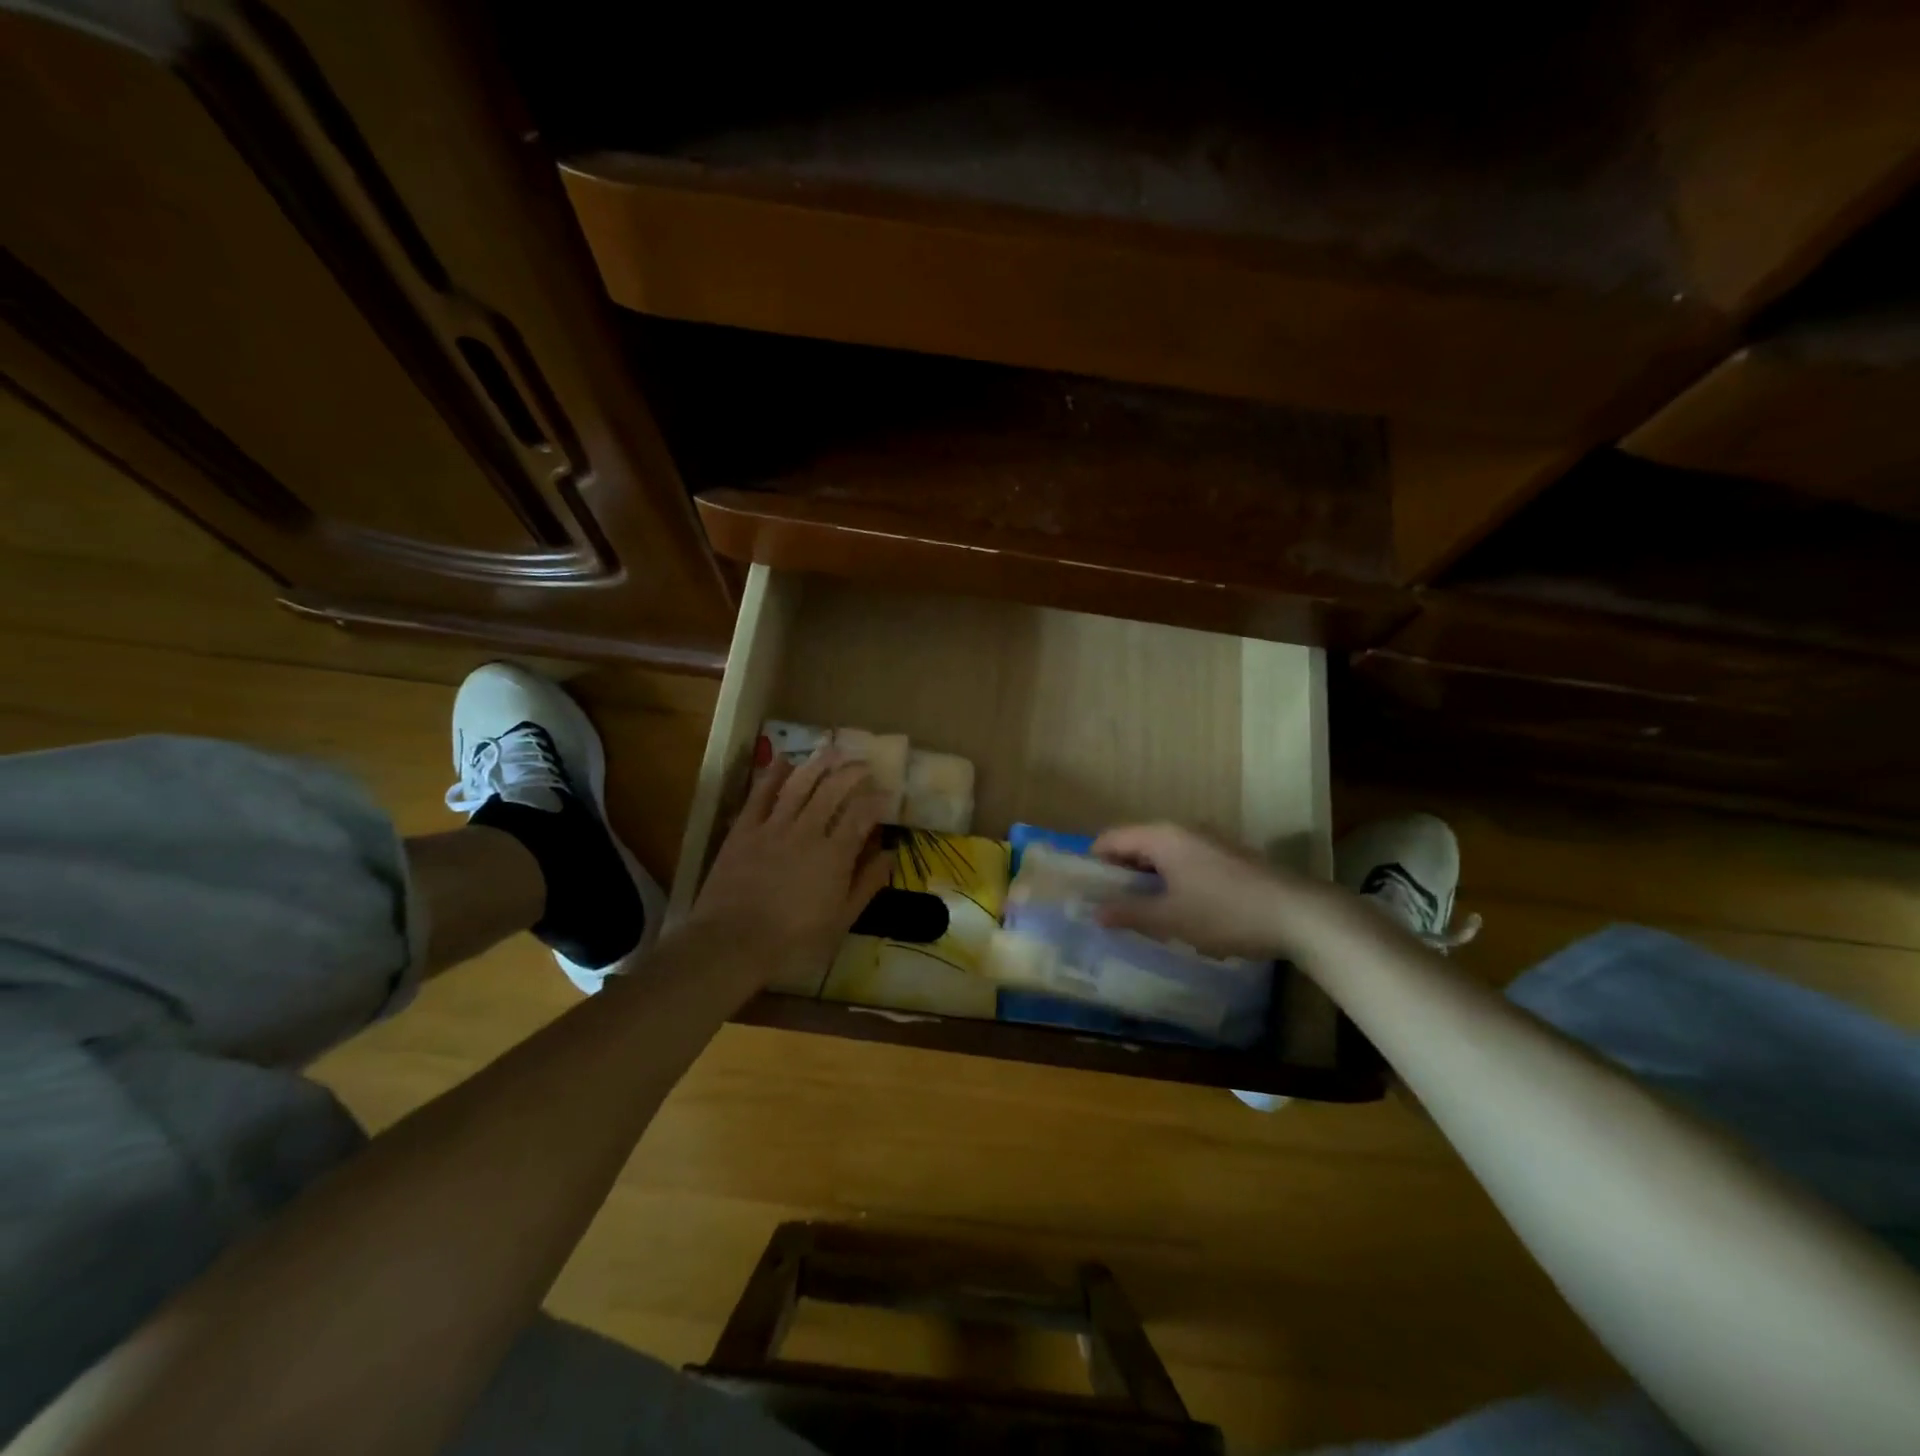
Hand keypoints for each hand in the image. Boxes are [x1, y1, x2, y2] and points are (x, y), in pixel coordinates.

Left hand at [689, 749, 892, 982]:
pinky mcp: (745, 830)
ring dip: (819, 764)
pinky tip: (784, 760)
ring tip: (833, 750)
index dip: (877, 800)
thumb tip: (889, 854)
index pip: (862, 814)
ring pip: (800, 785)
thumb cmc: (793, 940)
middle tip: (864, 764)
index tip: (888, 793)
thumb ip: (866, 884)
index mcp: (835, 855)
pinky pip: (760, 795)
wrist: (731, 943)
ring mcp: (773, 827)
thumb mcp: (840, 921)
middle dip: (852, 773)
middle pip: (833, 790)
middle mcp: (808, 831)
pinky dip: (773, 775)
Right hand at [1091, 823, 1322, 957]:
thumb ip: (1130, 913)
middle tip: (1109, 905)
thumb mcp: (1171, 919)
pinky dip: (1172, 879)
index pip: (1111, 838)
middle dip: (1119, 872)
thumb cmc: (1225, 912)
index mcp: (1162, 837)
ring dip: (1147, 878)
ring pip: (1163, 854)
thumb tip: (1095, 912)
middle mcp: (1183, 829)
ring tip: (1140, 911)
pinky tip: (1179, 909)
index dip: (1093, 862)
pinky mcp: (1229, 856)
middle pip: (1136, 843)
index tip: (1085, 891)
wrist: (1299, 914)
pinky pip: (1185, 861)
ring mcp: (1209, 840)